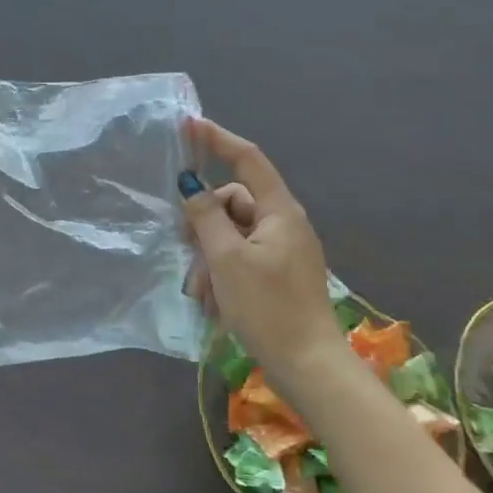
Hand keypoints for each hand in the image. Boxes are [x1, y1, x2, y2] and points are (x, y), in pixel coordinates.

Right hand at [180, 118, 343, 367]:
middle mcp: (284, 224)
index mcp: (280, 211)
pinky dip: (222, 274)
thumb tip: (190, 184)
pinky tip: (213, 303)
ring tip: (201, 293)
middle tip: (184, 248)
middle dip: (204, 225)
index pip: (247, 159)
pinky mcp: (278, 275)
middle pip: (233, 203)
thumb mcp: (226, 259)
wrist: (308, 367)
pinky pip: (241, 259)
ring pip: (232, 235)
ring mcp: (282, 251)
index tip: (187, 125)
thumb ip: (205, 216)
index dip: (217, 139)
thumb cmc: (267, 307)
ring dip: (209, 258)